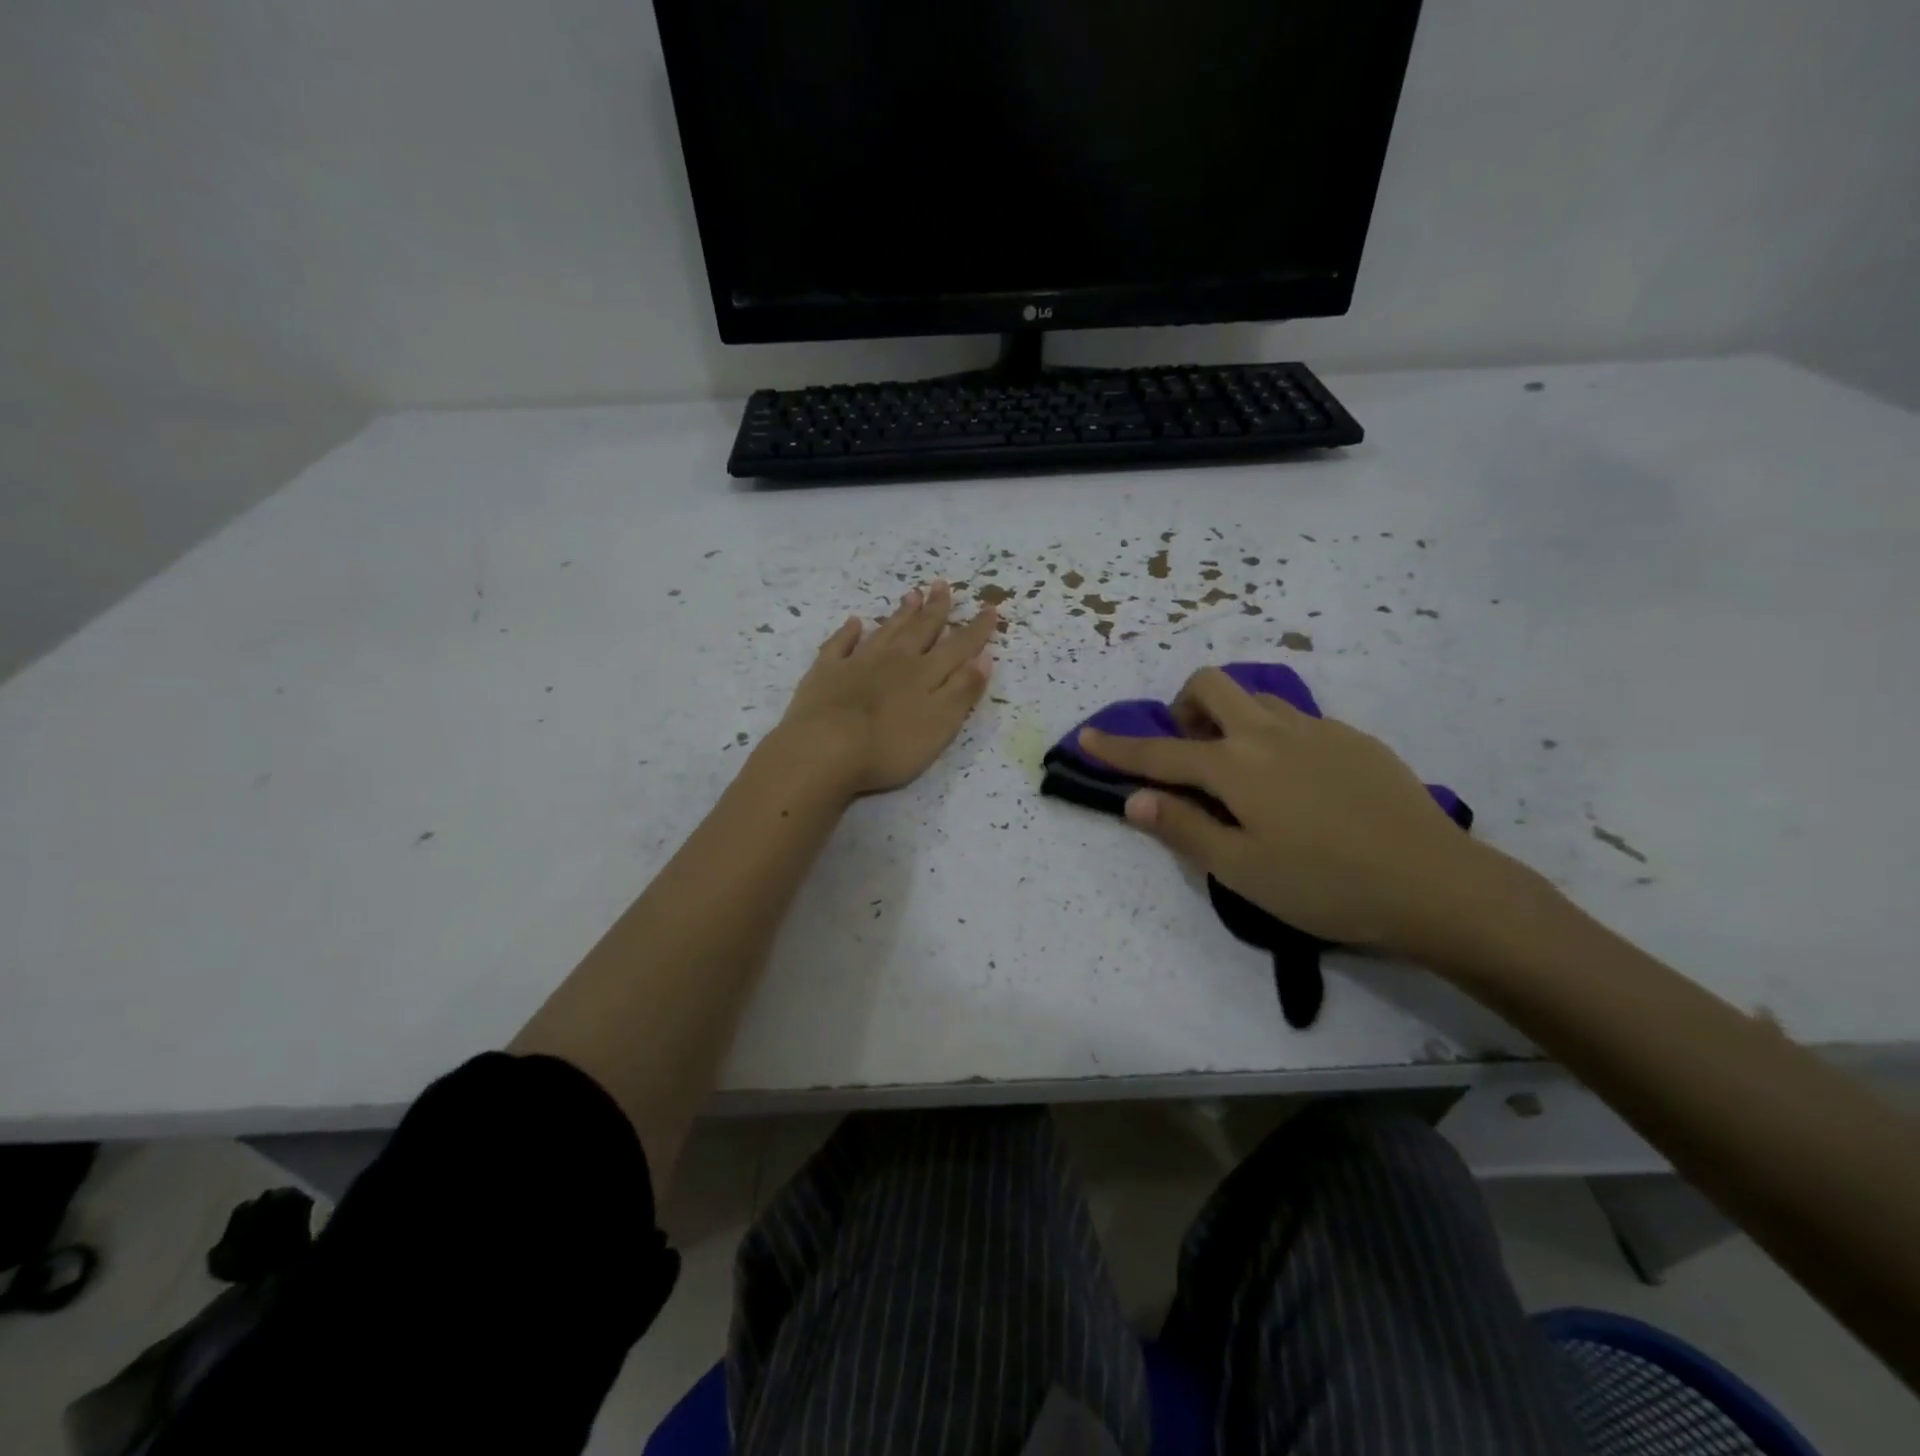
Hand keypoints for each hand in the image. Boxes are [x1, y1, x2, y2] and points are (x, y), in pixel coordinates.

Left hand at [774, 582, 996, 796]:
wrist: (825, 749)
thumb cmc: (890, 746)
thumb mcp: (940, 724)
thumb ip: (962, 690)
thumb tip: (983, 657)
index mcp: (925, 674)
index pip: (958, 647)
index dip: (976, 629)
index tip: (990, 608)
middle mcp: (894, 660)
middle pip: (920, 630)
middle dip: (935, 609)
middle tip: (942, 585)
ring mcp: (857, 663)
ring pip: (885, 631)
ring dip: (900, 614)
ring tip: (911, 594)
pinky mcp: (826, 673)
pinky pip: (839, 645)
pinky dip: (848, 632)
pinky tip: (854, 622)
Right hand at [1079, 667, 1514, 955]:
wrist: (1435, 884)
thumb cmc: (1325, 885)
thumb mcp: (1241, 870)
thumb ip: (1183, 828)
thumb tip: (1134, 800)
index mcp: (1236, 767)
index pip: (1159, 752)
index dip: (1117, 748)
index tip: (1086, 736)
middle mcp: (1270, 734)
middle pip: (1212, 686)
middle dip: (1182, 706)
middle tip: (1187, 749)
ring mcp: (1318, 730)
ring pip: (1256, 697)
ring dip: (1229, 716)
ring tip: (1238, 767)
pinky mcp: (1354, 739)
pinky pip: (1296, 719)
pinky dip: (1272, 734)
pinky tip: (1295, 782)